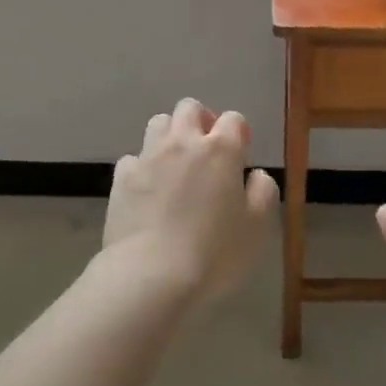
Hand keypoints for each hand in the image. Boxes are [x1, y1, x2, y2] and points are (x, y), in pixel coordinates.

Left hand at [104, 98, 276, 301]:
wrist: (150, 277)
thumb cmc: (214, 253)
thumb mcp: (257, 227)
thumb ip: (263, 191)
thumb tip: (255, 175)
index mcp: (221, 149)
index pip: (233, 118)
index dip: (239, 133)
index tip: (241, 156)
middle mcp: (183, 142)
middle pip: (190, 108)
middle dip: (201, 121)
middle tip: (207, 150)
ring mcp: (148, 157)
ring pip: (158, 123)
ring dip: (170, 135)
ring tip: (176, 164)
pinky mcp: (121, 178)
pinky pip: (133, 157)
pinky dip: (143, 166)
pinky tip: (149, 189)